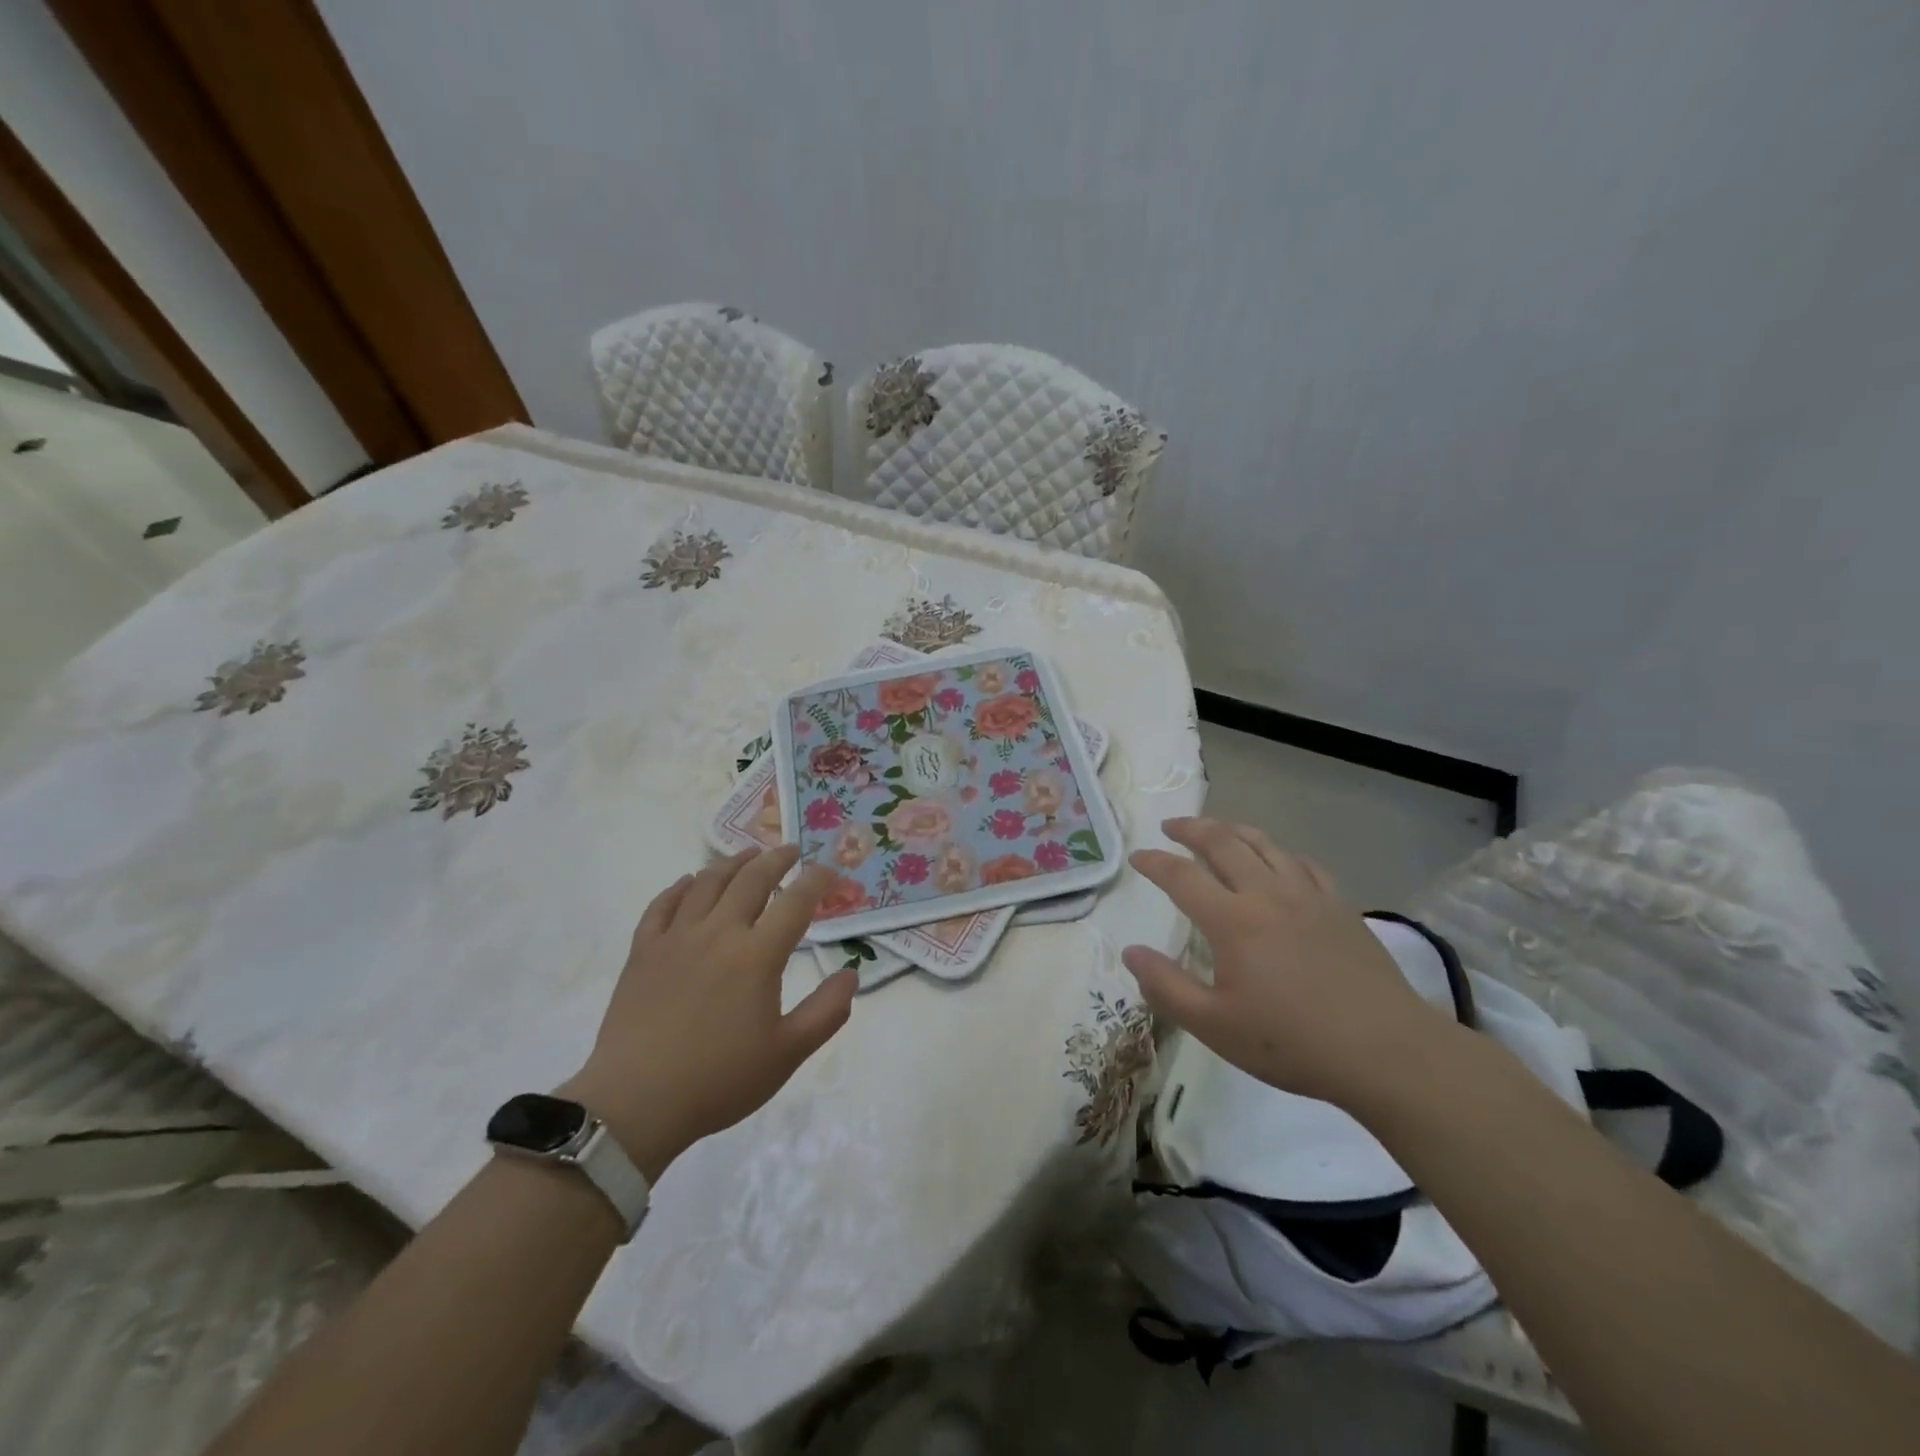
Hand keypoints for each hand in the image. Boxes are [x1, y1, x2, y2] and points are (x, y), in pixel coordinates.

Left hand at [562, 846, 856, 1178]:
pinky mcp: (643, 951)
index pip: (795, 902)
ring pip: (707, 883)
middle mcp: (718, 933)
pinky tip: (689, 882)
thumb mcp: (787, 1053)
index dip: (817, 880)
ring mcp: (676, 938)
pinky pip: (662, 905)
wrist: (637, 1103)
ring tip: (748, 855)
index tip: (830, 871)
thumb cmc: (719, 1080)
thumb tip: (850, 973)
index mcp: (757, 955)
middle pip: (751, 879)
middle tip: (791, 850)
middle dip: (776, 859)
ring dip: (732, 863)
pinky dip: (680, 887)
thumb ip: (827, 1011)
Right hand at [1121, 817, 1453, 1106]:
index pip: (1181, 876)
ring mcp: (1309, 896)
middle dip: (1191, 828)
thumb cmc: (1292, 1042)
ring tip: (1217, 829)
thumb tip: (1130, 952)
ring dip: (1233, 830)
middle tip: (1171, 826)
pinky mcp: (1341, 906)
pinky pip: (1304, 864)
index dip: (1155, 862)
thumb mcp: (1215, 1026)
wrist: (1386, 1051)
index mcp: (1232, 921)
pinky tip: (1278, 861)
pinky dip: (1280, 853)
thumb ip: (1166, 986)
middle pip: (1223, 843)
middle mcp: (1267, 894)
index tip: (1137, 857)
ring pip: (1265, 844)